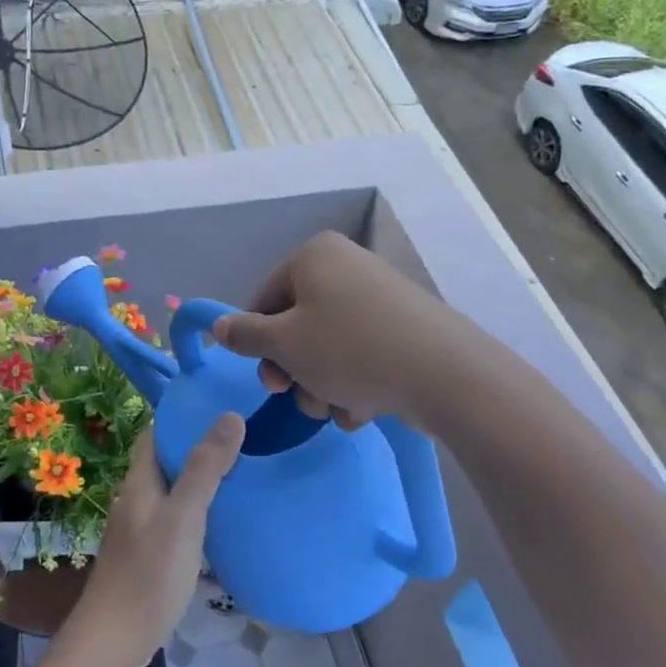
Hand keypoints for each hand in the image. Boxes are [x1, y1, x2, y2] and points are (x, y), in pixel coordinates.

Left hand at [67, 416, 243, 666]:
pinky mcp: (151, 554)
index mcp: (140, 480)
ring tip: (242, 470)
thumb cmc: (148, 573)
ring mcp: (142, 528)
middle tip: (242, 435)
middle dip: (198, 444)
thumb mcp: (183, 517)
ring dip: (201, 478)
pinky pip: (178, 518)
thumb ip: (205, 469)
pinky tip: (225, 520)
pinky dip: (200, 510)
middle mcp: (138, 497)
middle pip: (167, 459)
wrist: (114, 639)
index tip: (219, 402)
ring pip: (174, 490)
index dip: (183, 414)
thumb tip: (230, 416)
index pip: (156, 432)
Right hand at [211, 231, 437, 427]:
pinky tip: (364, 409)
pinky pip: (362, 354)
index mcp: (314, 256)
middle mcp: (346, 267)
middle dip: (296, 372)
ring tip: (338, 410)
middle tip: (301, 399)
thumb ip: (245, 335)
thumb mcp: (284, 344)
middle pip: (297, 325)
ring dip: (323, 385)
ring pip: (328, 347)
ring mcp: (379, 297)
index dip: (258, 343)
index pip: (264, 299)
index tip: (269, 381)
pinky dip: (355, 383)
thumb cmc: (350, 350)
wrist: (446, 374)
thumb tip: (219, 327)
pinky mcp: (404, 328)